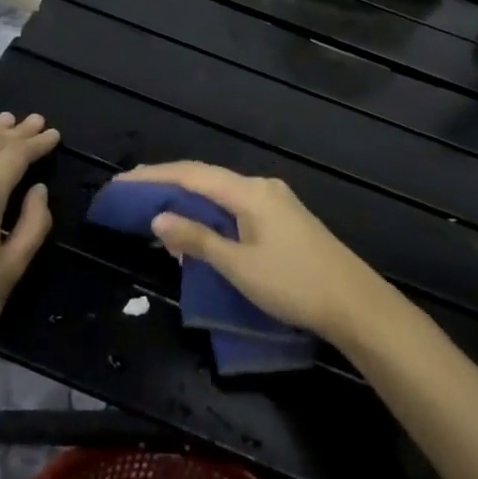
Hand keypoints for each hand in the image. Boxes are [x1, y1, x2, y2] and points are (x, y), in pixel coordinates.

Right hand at [118, 161, 389, 346]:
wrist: (355, 303)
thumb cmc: (293, 284)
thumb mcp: (239, 266)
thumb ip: (198, 239)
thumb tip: (158, 217)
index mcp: (249, 192)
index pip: (192, 175)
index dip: (154, 176)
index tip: (122, 181)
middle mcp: (261, 187)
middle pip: (206, 178)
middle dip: (168, 184)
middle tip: (132, 193)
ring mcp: (275, 202)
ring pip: (221, 194)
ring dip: (189, 202)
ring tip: (157, 214)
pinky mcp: (283, 219)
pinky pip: (235, 207)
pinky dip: (210, 214)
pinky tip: (198, 229)